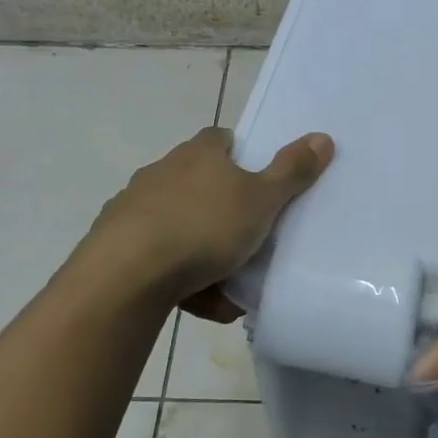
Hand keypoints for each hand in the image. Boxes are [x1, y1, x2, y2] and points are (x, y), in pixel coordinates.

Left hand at [82, 126, 333, 317]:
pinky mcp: (114, 242)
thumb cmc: (204, 227)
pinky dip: (177, 276)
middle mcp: (162, 172)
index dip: (239, 155)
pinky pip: (157, 257)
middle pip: (199, 184)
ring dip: (201, 251)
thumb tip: (322, 136)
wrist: (127, 274)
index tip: (255, 181)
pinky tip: (195, 301)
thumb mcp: (261, 200)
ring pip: (179, 225)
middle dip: (221, 211)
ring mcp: (133, 207)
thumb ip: (292, 171)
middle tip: (247, 240)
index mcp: (198, 155)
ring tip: (225, 286)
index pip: (220, 139)